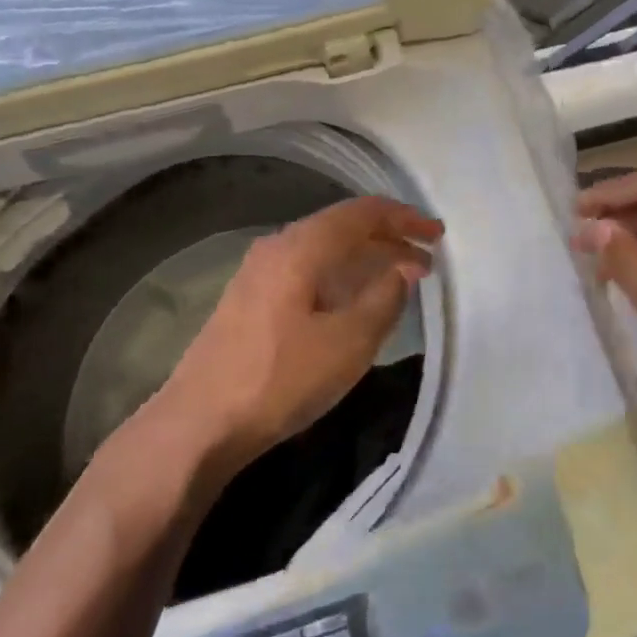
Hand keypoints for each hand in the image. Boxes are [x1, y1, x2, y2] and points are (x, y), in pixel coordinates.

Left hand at [156, 196, 441, 468]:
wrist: (199, 423)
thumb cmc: (280, 379)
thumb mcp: (348, 342)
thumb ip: (384, 298)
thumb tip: (404, 269)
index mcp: (301, 247)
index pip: (362, 213)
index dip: (404, 218)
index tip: (437, 235)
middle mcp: (278, 247)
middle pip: (342, 227)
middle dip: (388, 239)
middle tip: (426, 261)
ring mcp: (259, 273)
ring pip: (325, 250)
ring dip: (365, 259)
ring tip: (400, 279)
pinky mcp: (251, 299)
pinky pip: (309, 270)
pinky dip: (341, 276)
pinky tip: (355, 300)